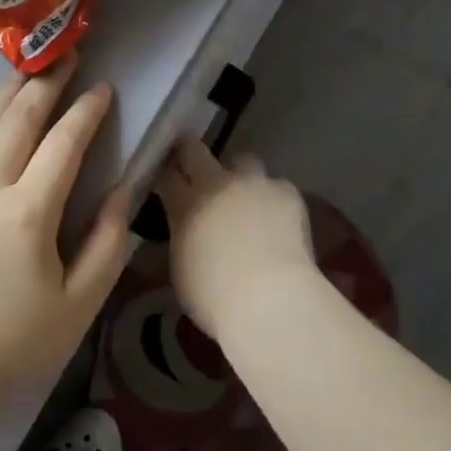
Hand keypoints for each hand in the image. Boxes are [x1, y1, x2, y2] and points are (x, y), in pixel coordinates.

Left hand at [0, 58, 129, 448]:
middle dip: (45, 85)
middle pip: (17, 120)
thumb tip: (124, 192)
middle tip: (65, 58)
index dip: (86, 112)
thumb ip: (107, 242)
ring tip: (26, 71)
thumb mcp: (79, 303)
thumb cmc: (16, 346)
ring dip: (4, 93)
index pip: (63, 143)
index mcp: (29, 211)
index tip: (104, 89)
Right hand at [153, 139, 316, 336]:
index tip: (164, 178)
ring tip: (245, 197)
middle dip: (190, 153)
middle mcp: (217, 183)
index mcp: (186, 204)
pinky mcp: (287, 192)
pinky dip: (272, 199)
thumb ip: (182, 236)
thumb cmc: (215, 298)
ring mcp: (255, 183)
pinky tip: (277, 221)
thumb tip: (186, 227)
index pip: (166, 175)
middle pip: (195, 150)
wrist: (270, 300)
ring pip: (243, 161)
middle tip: (193, 167)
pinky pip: (276, 186)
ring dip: (239, 174)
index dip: (164, 174)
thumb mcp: (181, 268)